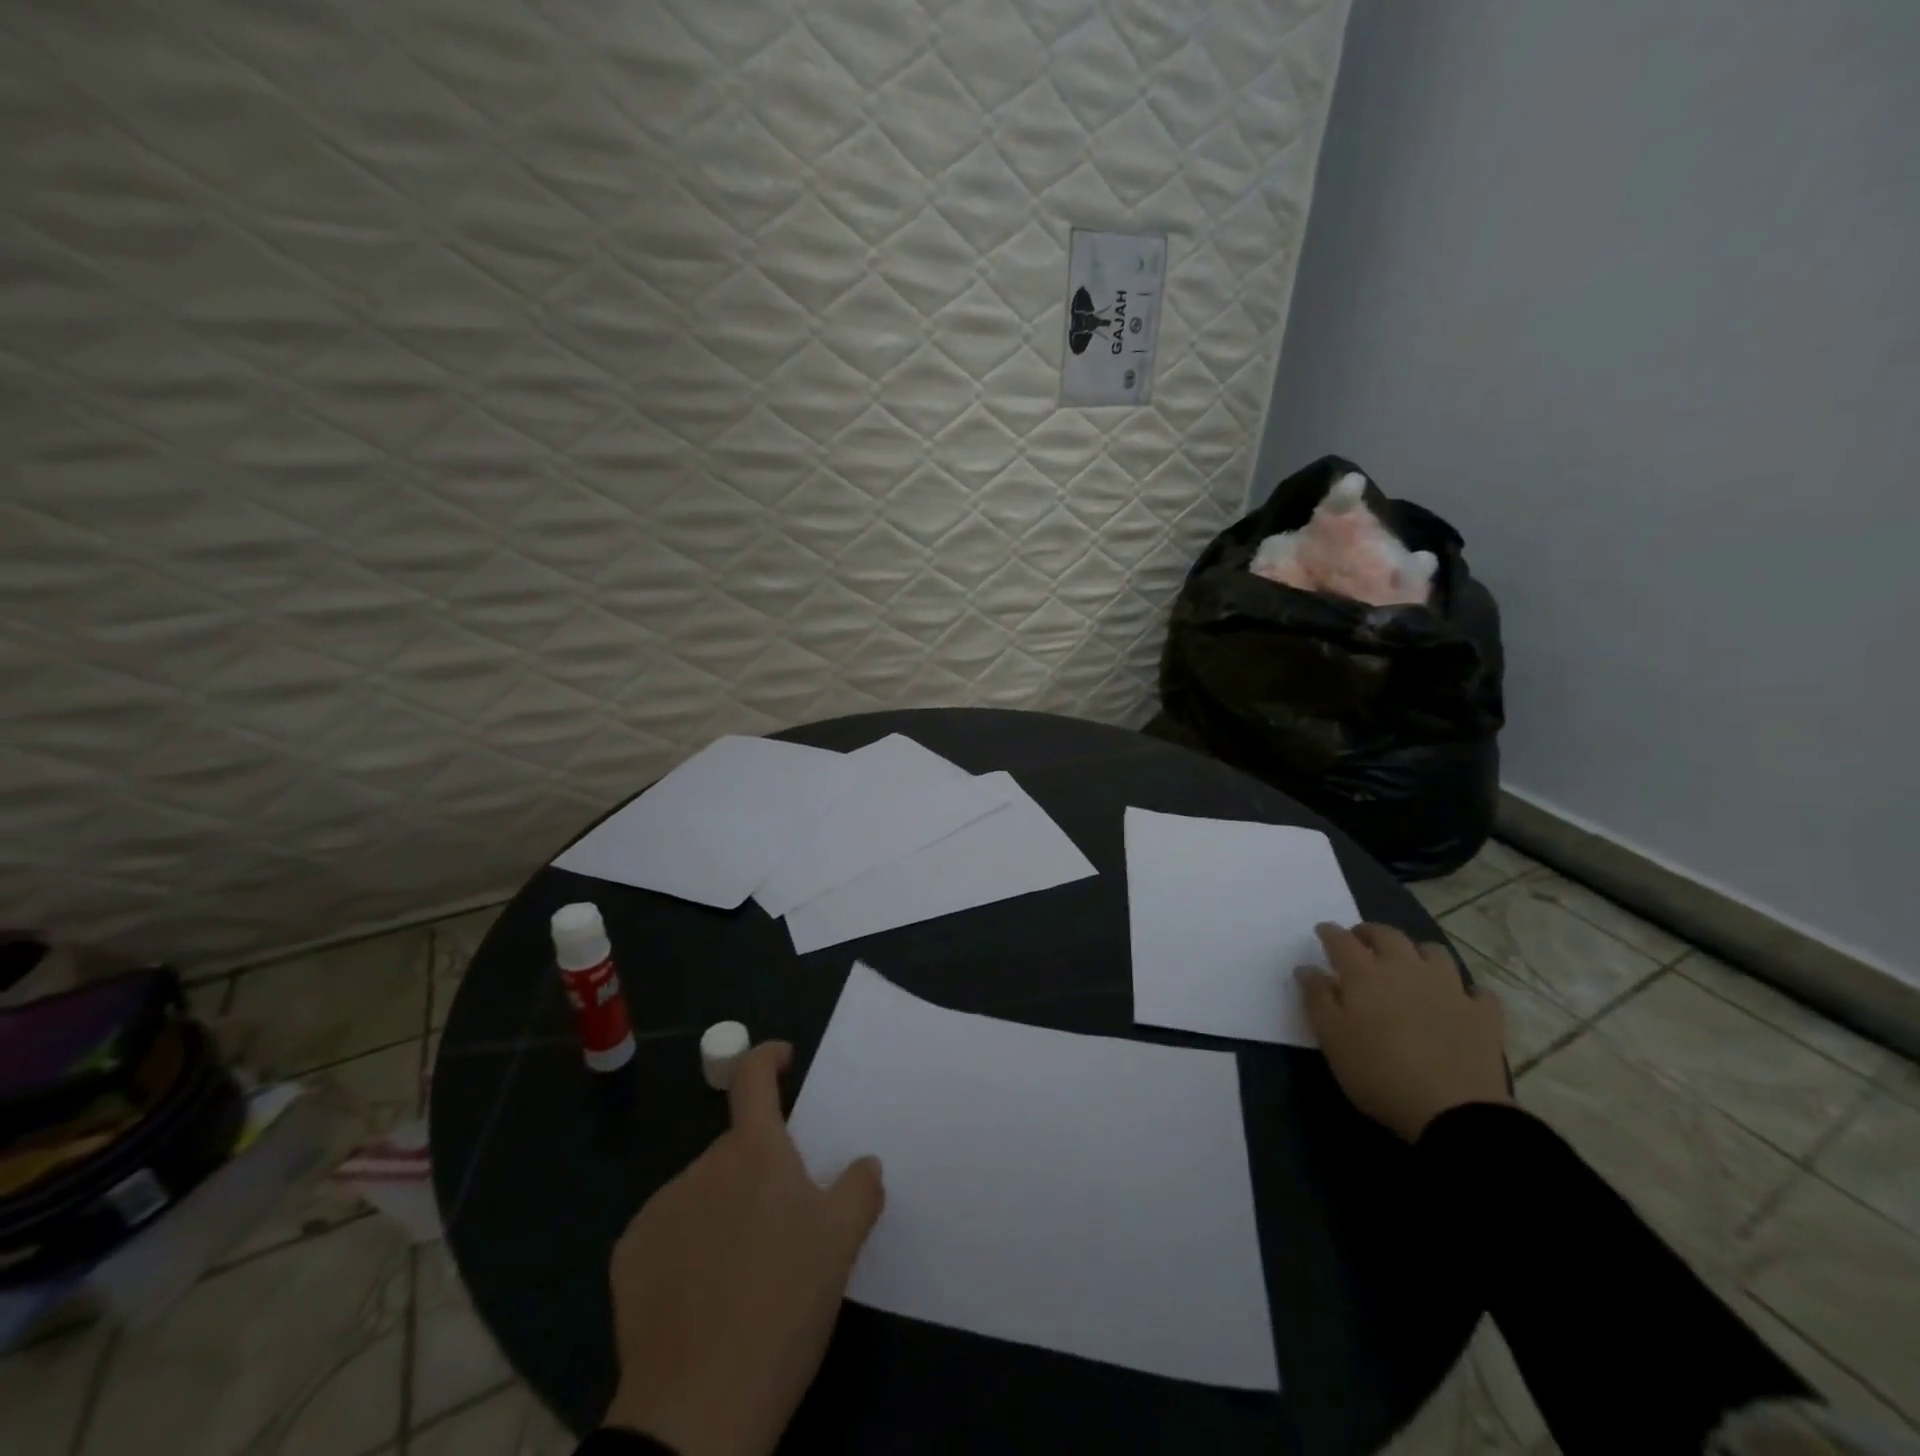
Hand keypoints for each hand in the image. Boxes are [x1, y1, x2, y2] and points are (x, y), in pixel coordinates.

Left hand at [603, 1041, 884, 1455]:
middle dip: (760, 1168)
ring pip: (704, 1190)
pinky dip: (688, 1244)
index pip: (754, 1078)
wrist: (697, 1410)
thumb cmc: (783, 1306)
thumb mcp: (842, 1244)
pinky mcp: (629, 1254)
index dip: (769, 1058)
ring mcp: (661, 1208)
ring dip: (724, 1208)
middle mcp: (703, 1165)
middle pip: (737, 1147)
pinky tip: (701, 1295)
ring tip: (744, 1270)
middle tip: (784, 1223)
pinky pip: (669, 1230)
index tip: (783, 1061)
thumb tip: (863, 1163)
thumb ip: (860, 1188)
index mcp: (754, 1151)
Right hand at [1297, 922, 1510, 1141]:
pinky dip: (1466, 992)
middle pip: (1388, 936)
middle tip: (1360, 941)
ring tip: (1409, 964)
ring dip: (1417, 952)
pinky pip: (1478, 992)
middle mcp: (1406, 969)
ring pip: (1434, 953)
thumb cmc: (1378, 1072)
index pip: (1341, 940)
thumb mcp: (1331, 1038)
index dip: (1329, 933)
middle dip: (1370, 933)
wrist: (1453, 1110)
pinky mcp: (1483, 1015)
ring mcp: (1449, 989)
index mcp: (1365, 974)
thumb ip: (1316, 998)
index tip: (1322, 931)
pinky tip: (1460, 1001)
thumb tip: (1307, 968)